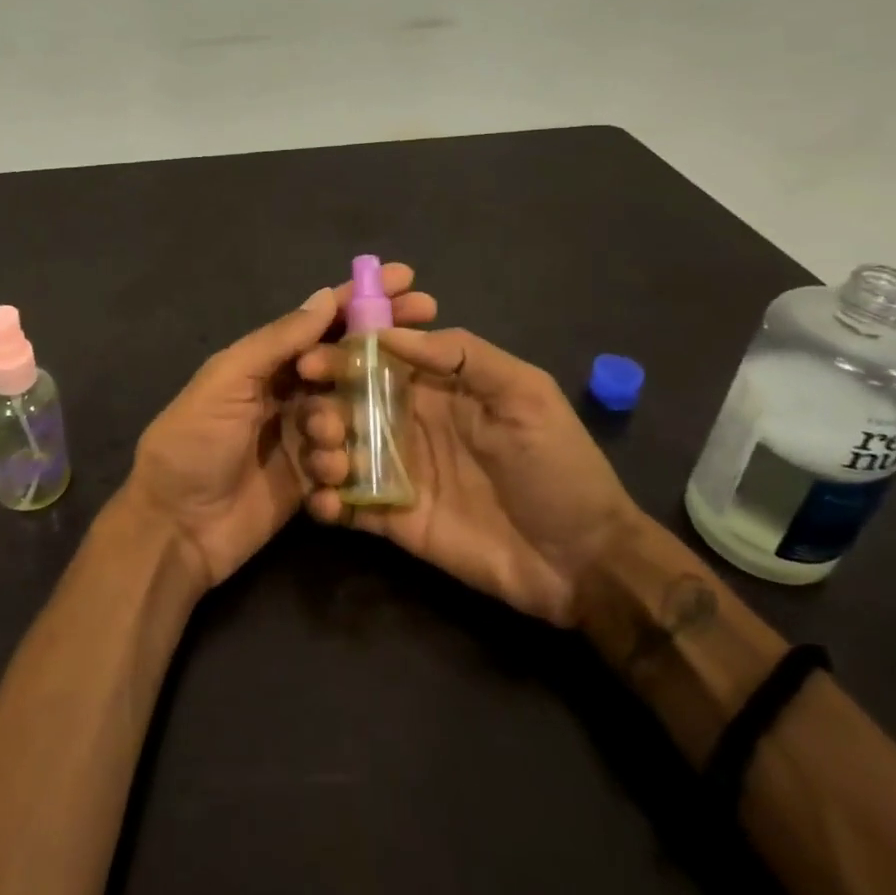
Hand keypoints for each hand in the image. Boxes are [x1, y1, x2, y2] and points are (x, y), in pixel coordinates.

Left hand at [126, 265, 437, 587]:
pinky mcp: (311, 479)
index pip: (323, 320)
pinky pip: (345, 462)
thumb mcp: (227, 380)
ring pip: (351, 414)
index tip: (408, 280)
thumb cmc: (192, 441)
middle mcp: (290, 391)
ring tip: (321, 443)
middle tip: (428, 334)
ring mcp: (303, 435)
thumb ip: (277, 341)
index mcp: (267, 360)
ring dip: (349, 423)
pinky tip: (329, 481)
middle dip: (384, 351)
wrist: (174, 527)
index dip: (363, 299)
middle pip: (348, 362)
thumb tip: (325, 297)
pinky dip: (344, 467)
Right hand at [297, 326, 640, 625]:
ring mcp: (398, 471)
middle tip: (320, 422)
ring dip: (320, 450)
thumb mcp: (524, 395)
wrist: (584, 561)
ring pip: (339, 449)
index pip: (374, 358)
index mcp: (433, 386)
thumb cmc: (557, 465)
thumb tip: (385, 334)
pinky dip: (327, 501)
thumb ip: (461, 355)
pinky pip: (348, 504)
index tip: (310, 361)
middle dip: (322, 405)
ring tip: (331, 463)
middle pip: (346, 402)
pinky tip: (326, 503)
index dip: (340, 355)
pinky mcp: (393, 519)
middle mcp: (406, 421)